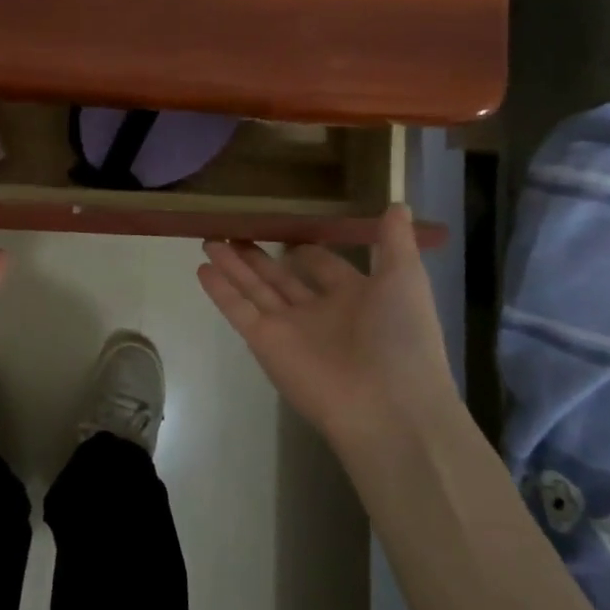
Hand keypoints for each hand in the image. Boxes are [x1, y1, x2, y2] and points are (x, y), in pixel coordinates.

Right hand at [198, 206, 454, 454]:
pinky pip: (239, 311)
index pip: (324, 267)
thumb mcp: (406, 278)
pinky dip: (220, 291)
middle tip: (234, 229)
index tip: (285, 225)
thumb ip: (395, 241)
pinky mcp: (265, 343)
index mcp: (356, 298)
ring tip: (209, 239)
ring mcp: (290, 329)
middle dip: (259, 255)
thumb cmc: (402, 337)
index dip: (307, 248)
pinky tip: (202, 267)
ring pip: (255, 289)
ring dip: (232, 265)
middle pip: (281, 277)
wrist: (389, 407)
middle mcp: (320, 313)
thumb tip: (397, 202)